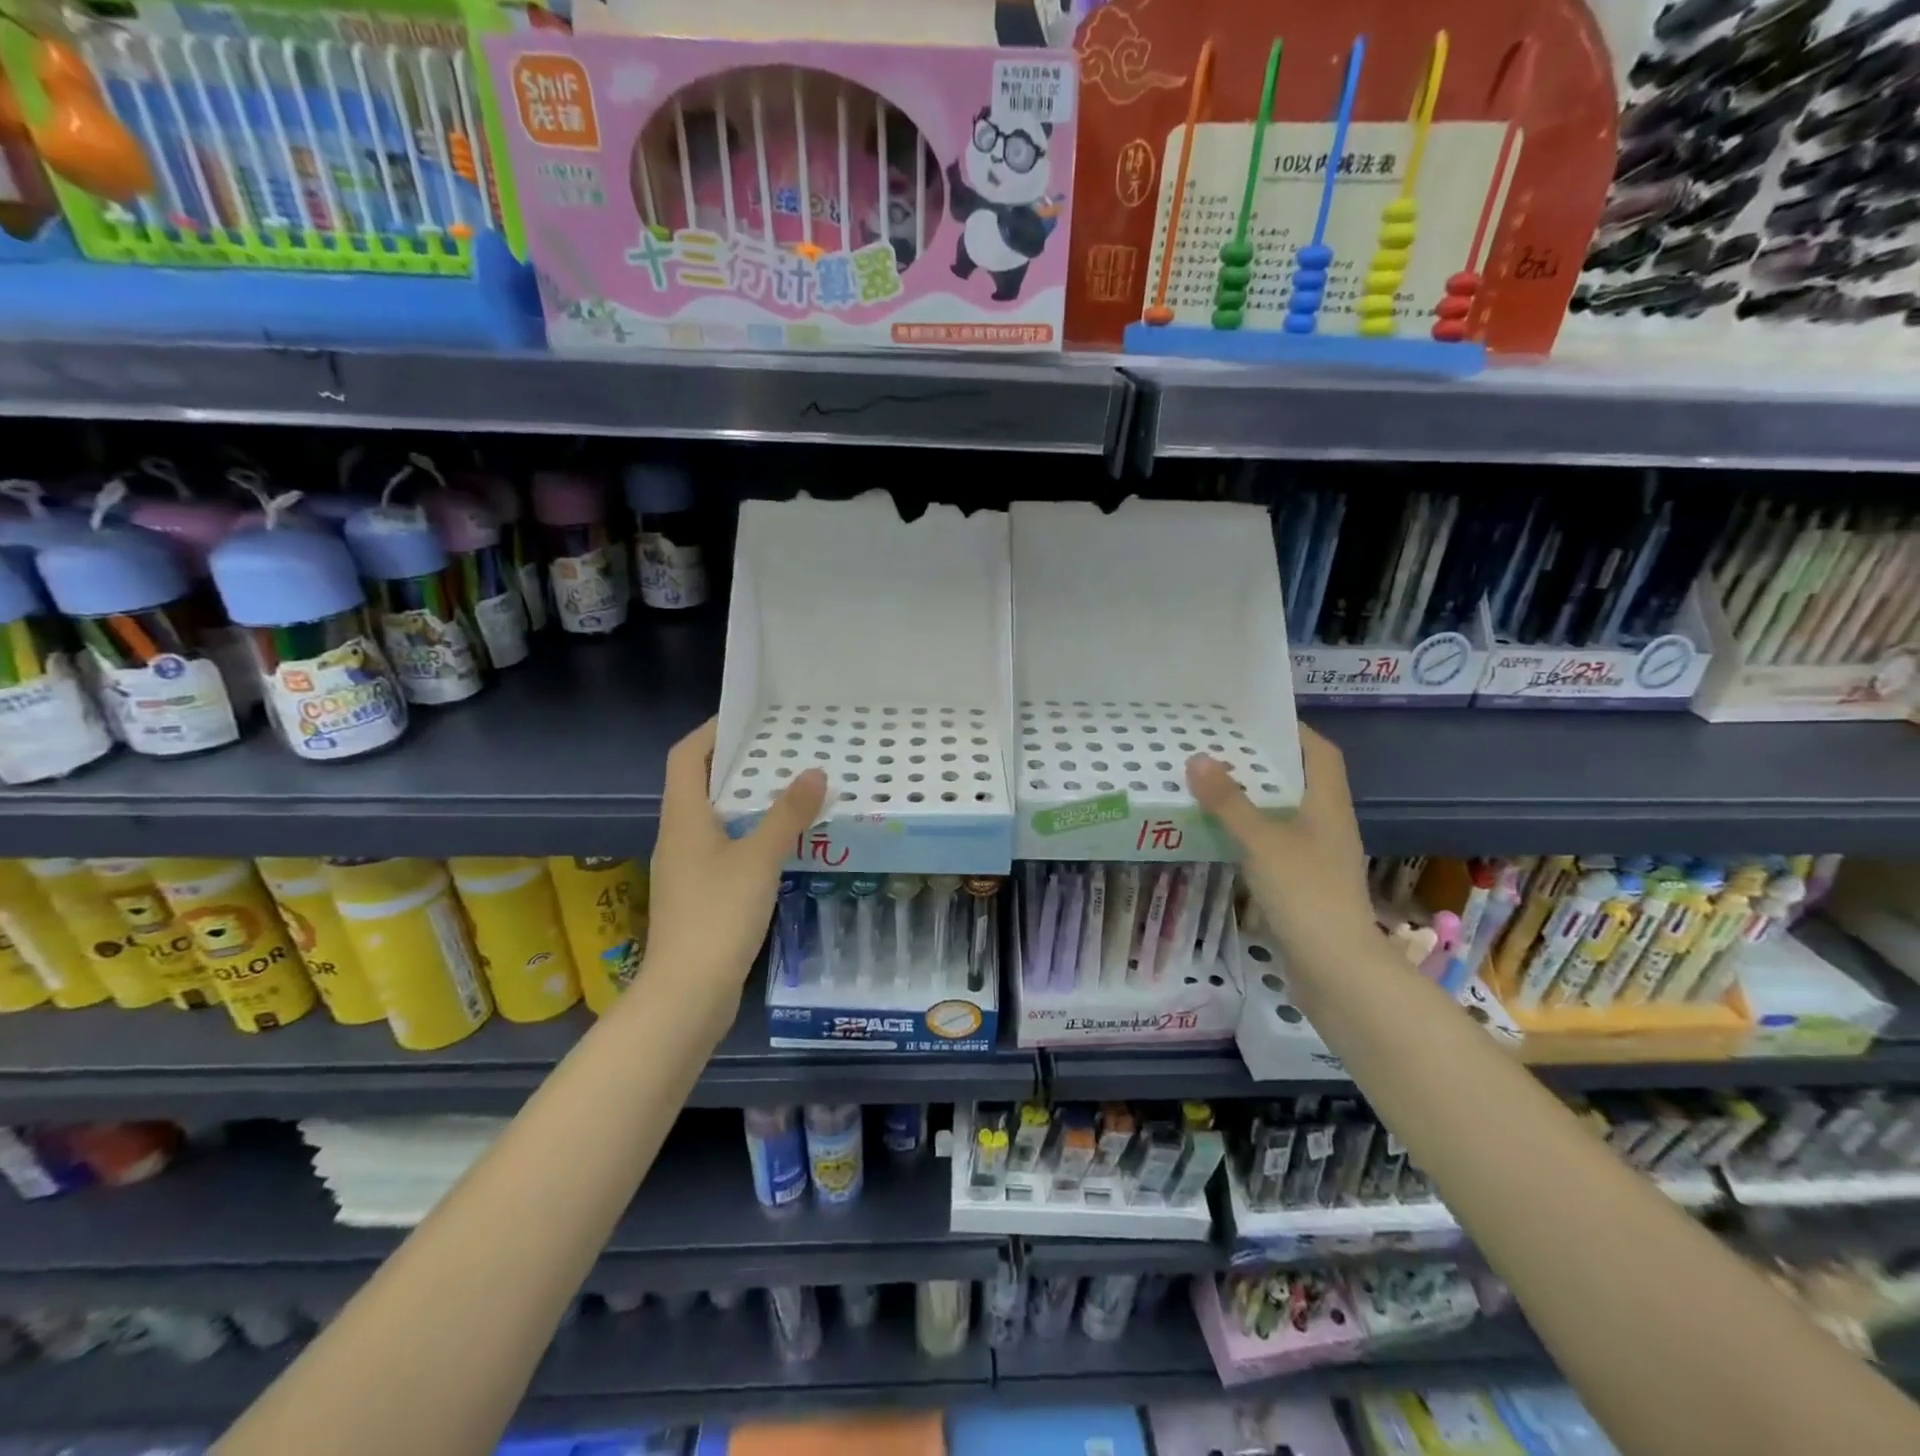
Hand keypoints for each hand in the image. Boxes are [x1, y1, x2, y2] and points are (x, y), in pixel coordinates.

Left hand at [642, 718, 825, 1004]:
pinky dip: (750, 833)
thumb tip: (814, 772)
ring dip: (747, 799)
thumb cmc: (718, 916)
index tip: (749, 716)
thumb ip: (787, 815)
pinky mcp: (699, 895)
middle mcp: (678, 836)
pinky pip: (724, 847)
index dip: (712, 731)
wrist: (686, 994)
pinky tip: (782, 842)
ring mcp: (687, 868)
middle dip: (739, 763)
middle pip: (701, 784)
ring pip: (715, 817)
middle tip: (784, 750)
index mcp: (683, 818)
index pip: (687, 756)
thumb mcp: (758, 859)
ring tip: (791, 789)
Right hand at [1187, 725, 1373, 958]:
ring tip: (1210, 784)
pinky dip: (1250, 830)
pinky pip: (1275, 842)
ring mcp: (1317, 855)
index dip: (1293, 730)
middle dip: (1262, 762)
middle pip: (1298, 779)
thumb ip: (1229, 802)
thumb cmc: (1306, 893)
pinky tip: (1220, 833)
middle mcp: (1327, 823)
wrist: (1336, 967)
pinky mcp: (1303, 881)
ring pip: (1284, 812)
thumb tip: (1198, 758)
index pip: (1319, 752)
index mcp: (1328, 804)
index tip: (1254, 718)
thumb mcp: (1262, 841)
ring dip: (1252, 797)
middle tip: (1218, 747)